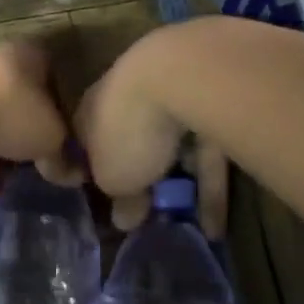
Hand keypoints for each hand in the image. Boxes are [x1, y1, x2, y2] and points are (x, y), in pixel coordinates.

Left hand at [0, 40, 72, 172]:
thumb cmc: (8, 108)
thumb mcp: (47, 140)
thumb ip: (61, 156)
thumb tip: (73, 175)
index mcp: (39, 56)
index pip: (58, 81)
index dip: (64, 111)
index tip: (63, 139)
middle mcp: (5, 52)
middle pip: (22, 92)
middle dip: (25, 123)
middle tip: (30, 155)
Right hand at [72, 28, 227, 236]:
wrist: (186, 76)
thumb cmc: (129, 129)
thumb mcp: (114, 178)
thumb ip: (118, 199)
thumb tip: (123, 220)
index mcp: (93, 108)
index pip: (87, 140)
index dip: (94, 171)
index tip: (104, 200)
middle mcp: (130, 95)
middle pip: (134, 140)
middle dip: (142, 175)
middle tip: (148, 213)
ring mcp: (175, 93)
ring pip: (176, 146)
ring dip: (181, 183)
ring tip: (187, 227)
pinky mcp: (217, 101)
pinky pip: (210, 150)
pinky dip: (211, 187)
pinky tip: (215, 226)